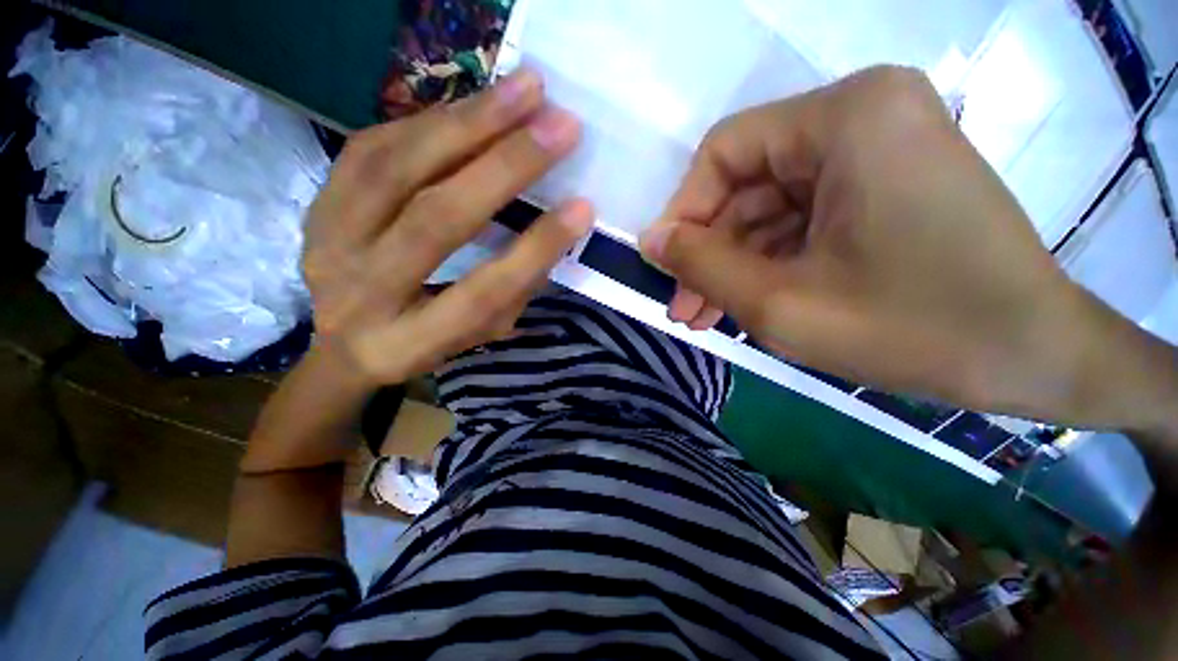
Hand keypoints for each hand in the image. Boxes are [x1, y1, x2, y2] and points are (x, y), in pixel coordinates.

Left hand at [302, 69, 592, 387]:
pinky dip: (430, 122)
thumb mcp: (475, 335)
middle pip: (436, 221)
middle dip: (504, 168)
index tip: (581, 209)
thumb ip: (511, 292)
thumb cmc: (423, 343)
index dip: (535, 250)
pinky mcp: (319, 203)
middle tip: (559, 124)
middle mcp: (362, 292)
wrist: (341, 343)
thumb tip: (551, 234)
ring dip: (467, 123)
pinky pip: (372, 148)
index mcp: (409, 343)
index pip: (482, 293)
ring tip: (523, 90)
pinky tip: (473, 105)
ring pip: (397, 170)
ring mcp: (329, 243)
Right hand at [639, 66, 1114, 419]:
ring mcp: (876, 152)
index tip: (664, 267)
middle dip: (709, 253)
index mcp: (846, 118)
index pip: (724, 153)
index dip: (683, 214)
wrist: (1035, 359)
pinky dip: (767, 265)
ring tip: (705, 317)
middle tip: (683, 308)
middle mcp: (862, 117)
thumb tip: (648, 239)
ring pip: (769, 211)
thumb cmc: (914, 329)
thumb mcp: (779, 303)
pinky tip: (744, 304)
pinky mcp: (883, 188)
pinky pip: (801, 222)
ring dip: (733, 267)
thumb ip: (700, 264)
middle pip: (747, 185)